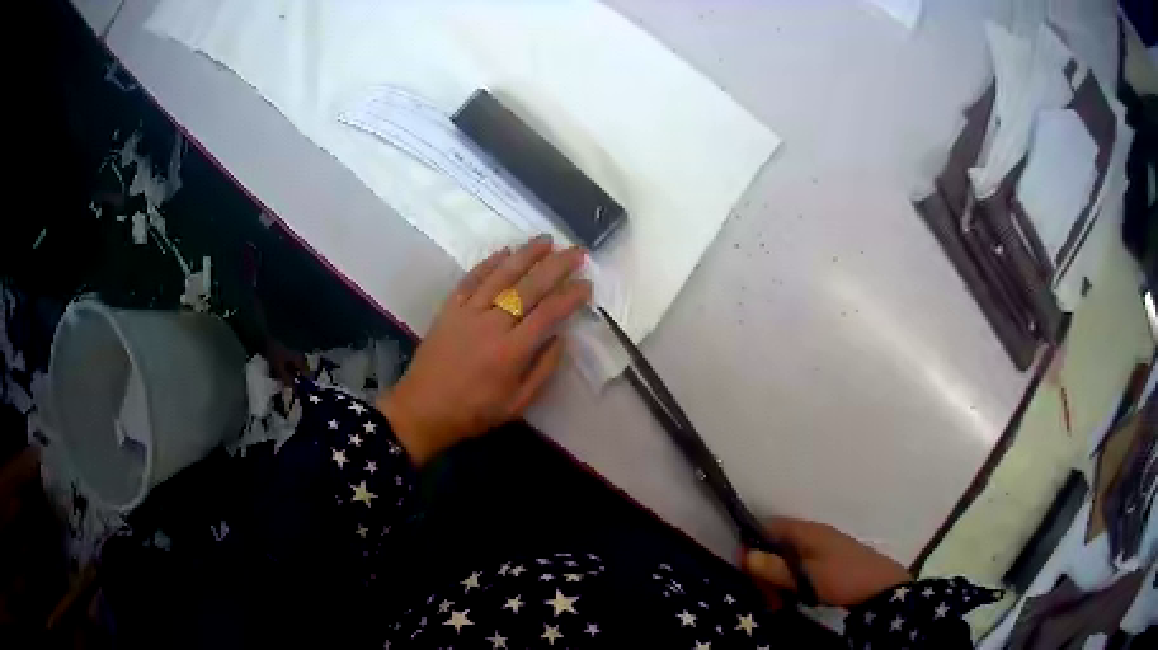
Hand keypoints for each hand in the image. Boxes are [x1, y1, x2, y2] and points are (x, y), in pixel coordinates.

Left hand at [378, 235, 590, 466]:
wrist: (423, 409)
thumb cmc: (473, 412)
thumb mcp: (517, 404)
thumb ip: (542, 370)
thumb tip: (562, 338)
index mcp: (512, 351)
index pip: (548, 314)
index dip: (570, 296)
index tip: (586, 283)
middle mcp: (492, 324)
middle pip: (529, 287)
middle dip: (556, 266)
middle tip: (576, 251)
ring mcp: (467, 313)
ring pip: (501, 276)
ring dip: (525, 255)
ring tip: (546, 239)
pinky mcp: (448, 309)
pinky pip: (470, 280)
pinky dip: (488, 264)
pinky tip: (504, 252)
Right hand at [742, 518, 910, 607]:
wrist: (881, 586)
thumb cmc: (842, 577)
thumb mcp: (806, 576)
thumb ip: (776, 568)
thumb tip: (746, 556)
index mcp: (807, 531)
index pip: (769, 527)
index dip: (752, 544)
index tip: (743, 570)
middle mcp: (812, 535)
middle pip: (776, 546)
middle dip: (764, 570)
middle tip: (763, 597)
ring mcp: (821, 548)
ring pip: (787, 560)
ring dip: (776, 580)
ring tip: (776, 604)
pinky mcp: (827, 562)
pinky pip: (799, 568)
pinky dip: (790, 582)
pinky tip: (791, 600)